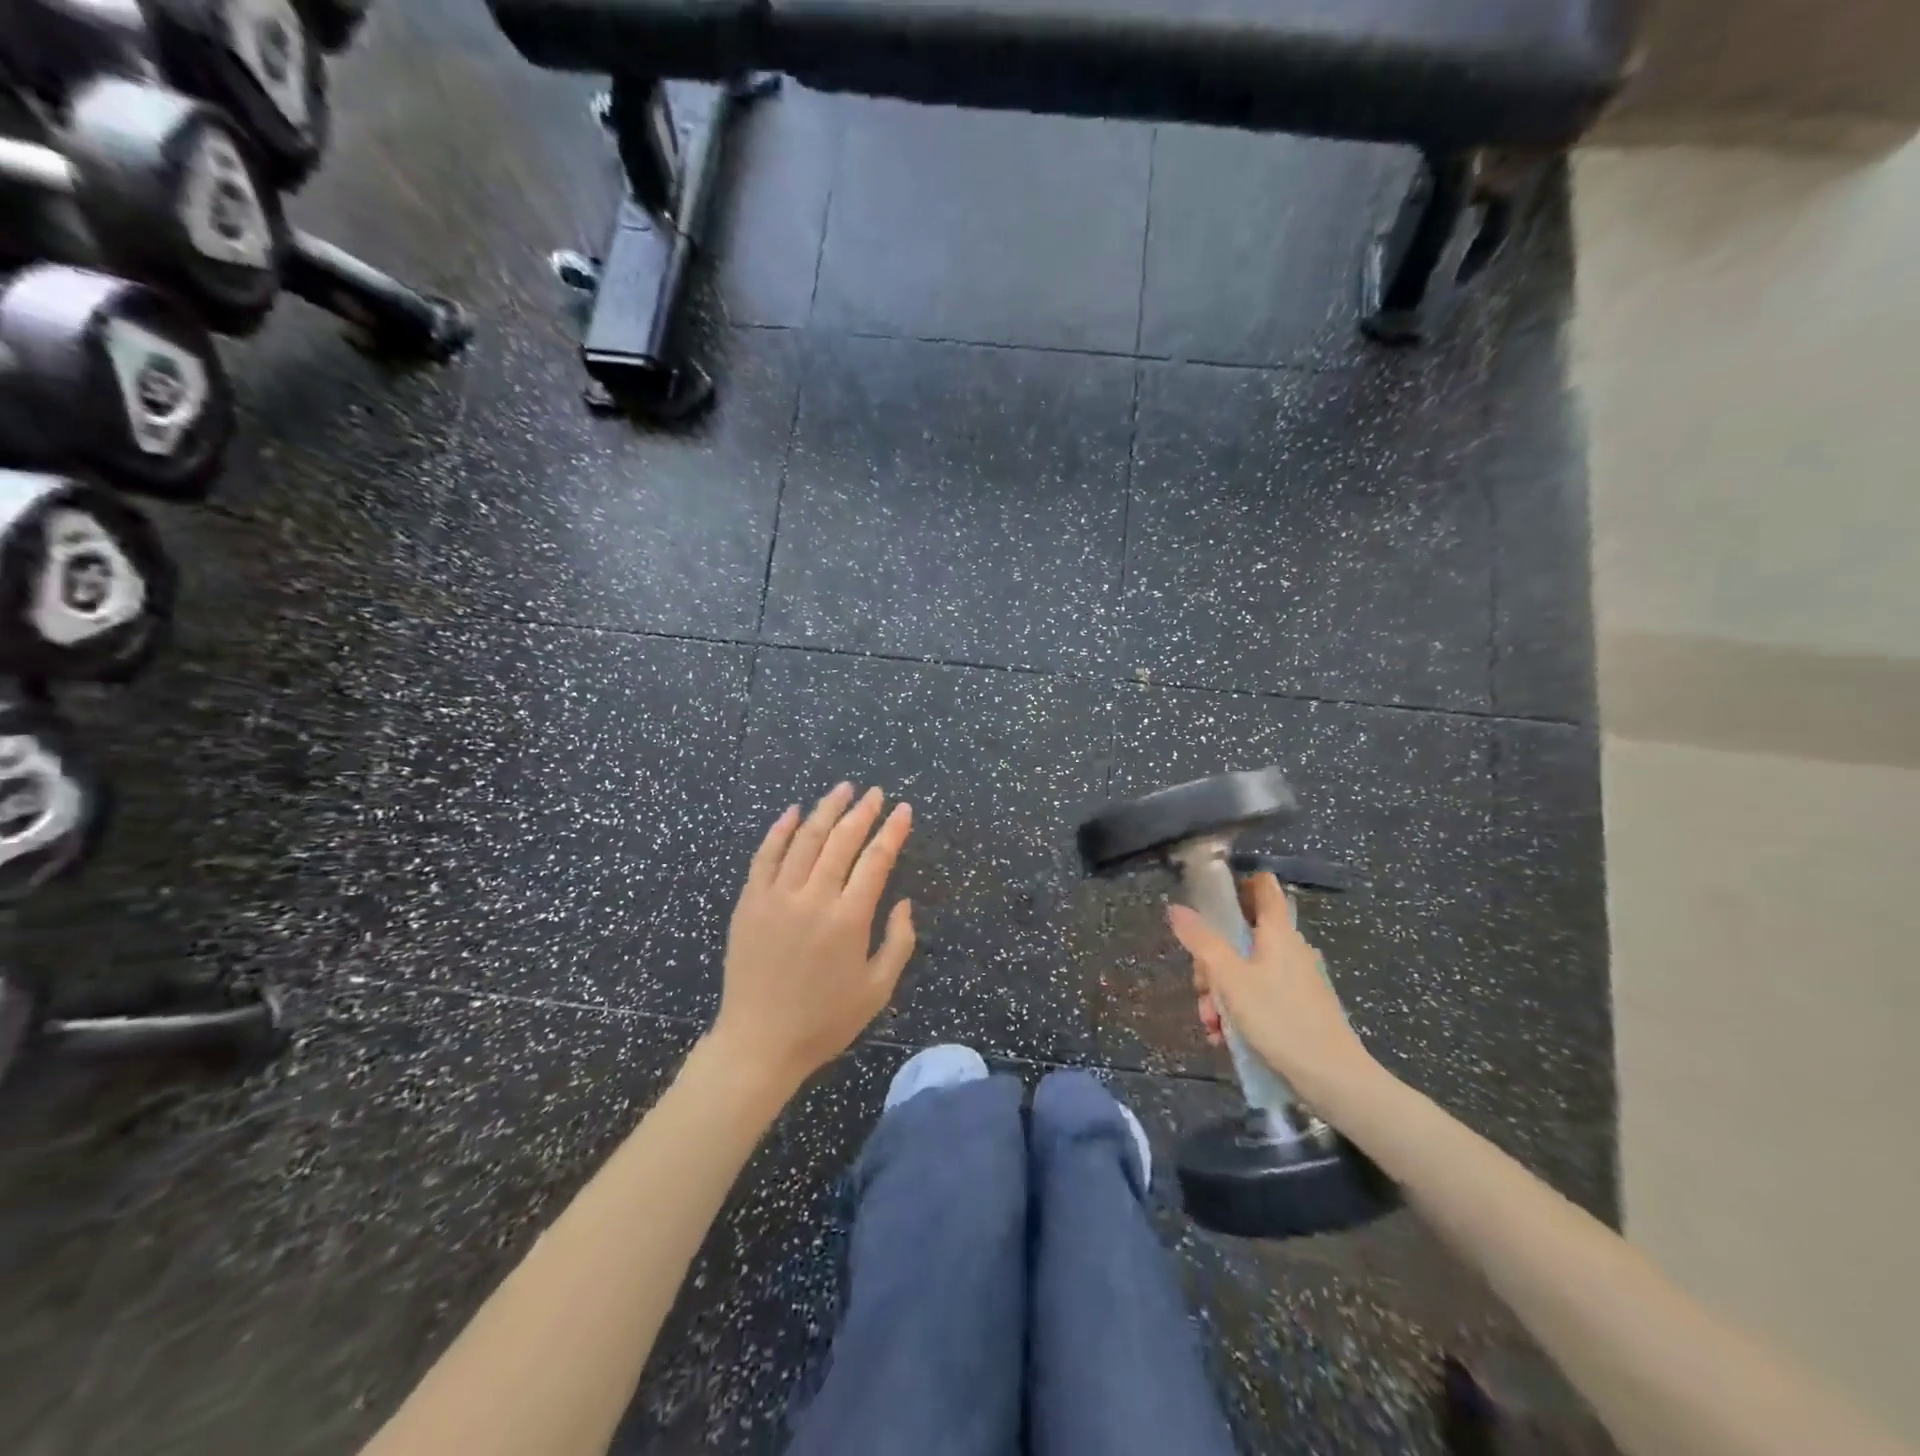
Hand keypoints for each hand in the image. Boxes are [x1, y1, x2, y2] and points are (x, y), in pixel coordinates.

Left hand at [711, 784, 916, 1090]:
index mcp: (849, 919)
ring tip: (843, 790)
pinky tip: (794, 811)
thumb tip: (904, 903)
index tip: (903, 810)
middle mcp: (813, 898)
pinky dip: (780, 829)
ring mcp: (777, 897)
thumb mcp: (877, 990)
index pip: (876, 860)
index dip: (892, 831)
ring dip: (826, 810)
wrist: (759, 1043)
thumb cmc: (824, 1021)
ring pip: (805, 839)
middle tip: (876, 793)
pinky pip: (765, 855)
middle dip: (863, 812)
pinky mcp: (750, 902)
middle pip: (842, 841)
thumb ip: (899, 942)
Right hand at [1166, 873, 1377, 1100]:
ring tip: (1212, 1025)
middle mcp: (1290, 947)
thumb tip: (1177, 908)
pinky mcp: (1300, 1006)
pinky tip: (1225, 1038)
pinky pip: (1260, 995)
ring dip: (1221, 993)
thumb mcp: (1230, 979)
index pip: (1262, 886)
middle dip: (1213, 961)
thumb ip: (1202, 941)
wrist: (1334, 1080)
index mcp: (1278, 931)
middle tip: (1201, 989)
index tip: (1209, 903)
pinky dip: (1240, 1010)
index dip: (1236, 884)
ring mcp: (1297, 978)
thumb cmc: (1279, 1019)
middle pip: (1242, 935)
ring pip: (1246, 970)